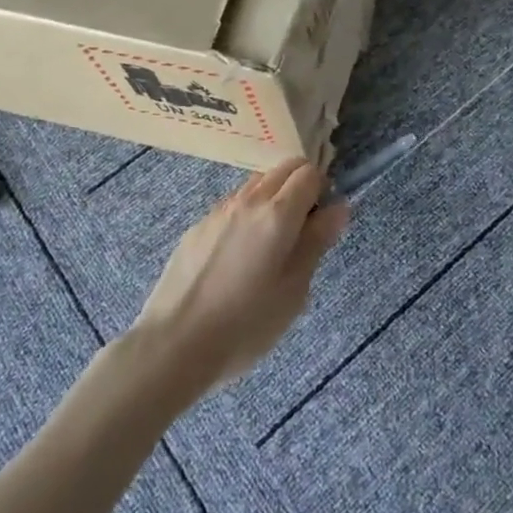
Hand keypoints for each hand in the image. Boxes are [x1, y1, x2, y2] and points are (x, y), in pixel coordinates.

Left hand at [131, 160, 348, 397]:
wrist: (174, 344)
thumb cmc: (246, 324)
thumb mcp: (294, 290)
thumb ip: (317, 242)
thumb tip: (338, 207)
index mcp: (278, 214)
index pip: (309, 173)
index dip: (323, 190)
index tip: (322, 221)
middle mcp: (248, 201)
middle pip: (283, 168)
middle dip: (300, 185)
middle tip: (302, 229)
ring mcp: (218, 211)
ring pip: (256, 183)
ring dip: (272, 197)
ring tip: (270, 244)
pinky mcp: (197, 227)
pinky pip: (232, 205)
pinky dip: (246, 214)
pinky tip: (238, 256)